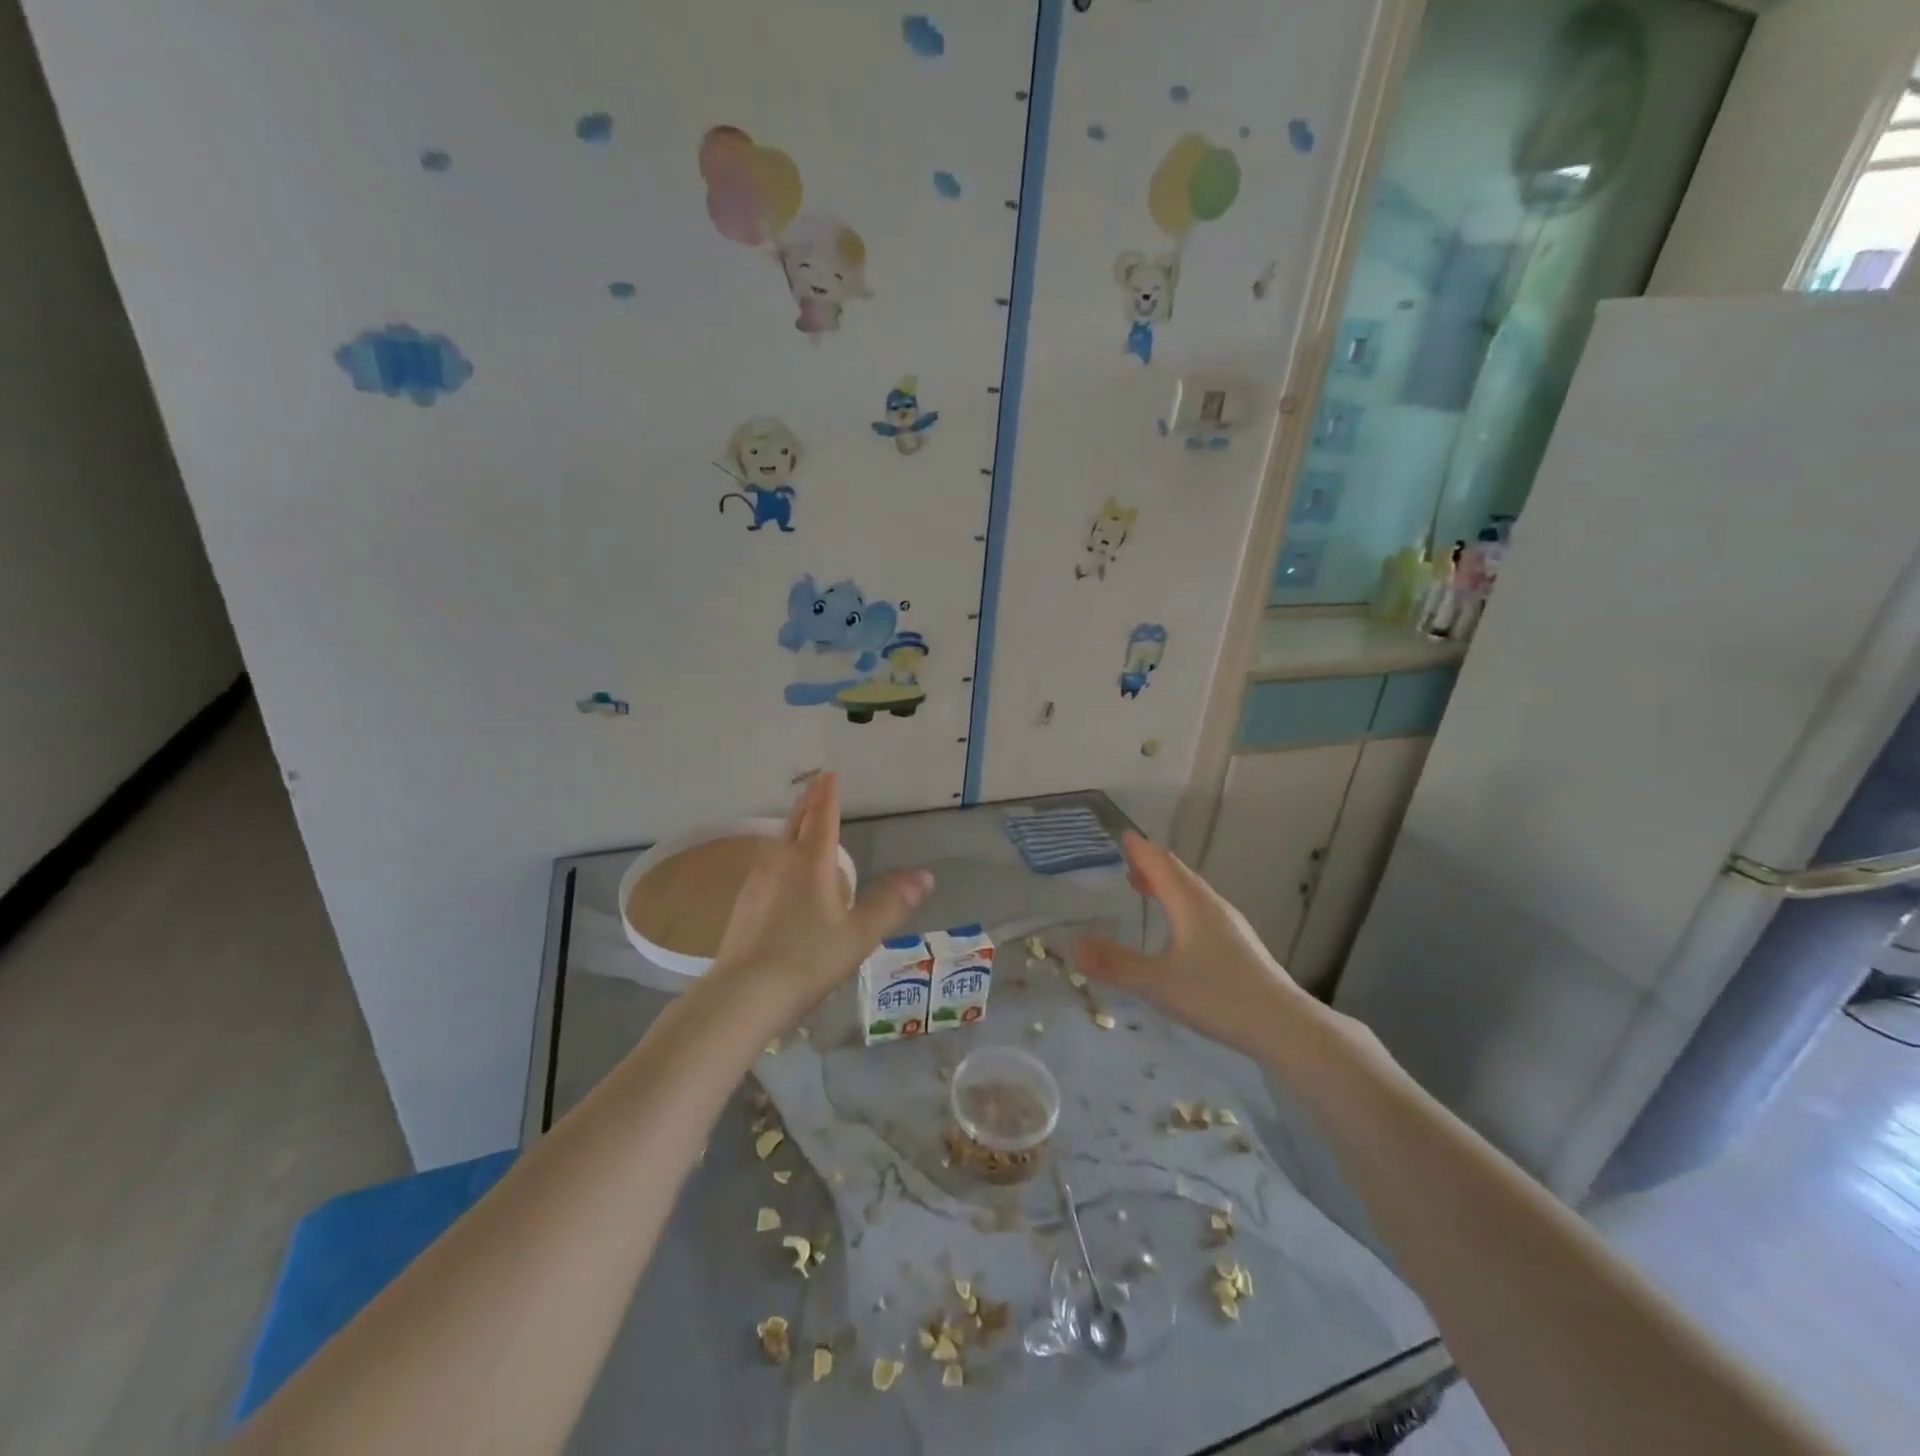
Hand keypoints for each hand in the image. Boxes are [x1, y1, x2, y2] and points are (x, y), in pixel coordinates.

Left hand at [708, 773, 932, 1026]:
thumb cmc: (807, 960)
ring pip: (777, 843)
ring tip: (800, 822)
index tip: (828, 774)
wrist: (743, 994)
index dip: (827, 795)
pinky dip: (779, 853)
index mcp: (811, 862)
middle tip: (815, 784)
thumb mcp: (859, 934)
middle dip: (808, 802)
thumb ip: (891, 904)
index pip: (822, 818)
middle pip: (795, 823)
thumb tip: (925, 876)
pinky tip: (778, 871)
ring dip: (791, 826)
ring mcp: (757, 882)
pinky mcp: (743, 904)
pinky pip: (766, 864)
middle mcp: (781, 863)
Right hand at [1075, 831, 1306, 1058]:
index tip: (1123, 835)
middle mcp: (1211, 905)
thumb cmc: (1217, 995)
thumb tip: (1073, 944)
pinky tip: (1178, 928)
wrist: (1283, 1025)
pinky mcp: (1239, 944)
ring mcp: (1229, 924)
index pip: (1161, 864)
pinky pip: (1202, 909)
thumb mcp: (1157, 982)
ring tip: (1146, 888)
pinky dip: (1181, 904)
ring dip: (1167, 885)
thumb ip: (1115, 964)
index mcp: (1190, 904)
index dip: (1141, 849)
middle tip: (1128, 860)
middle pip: (1178, 874)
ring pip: (1193, 892)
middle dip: (1152, 864)